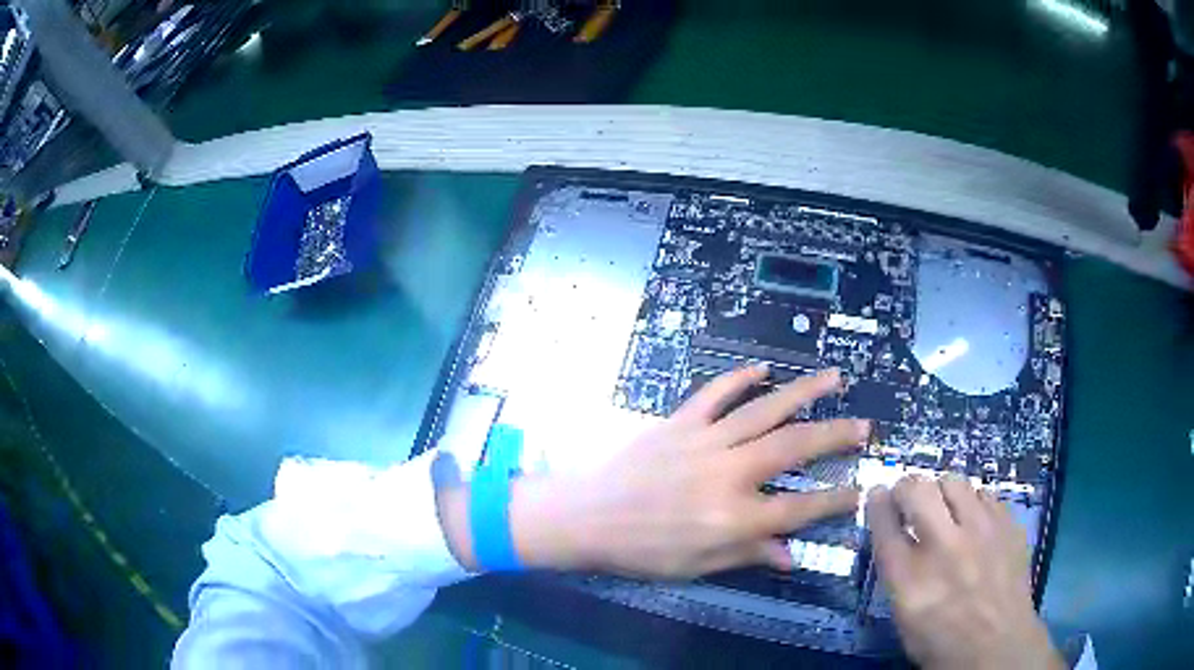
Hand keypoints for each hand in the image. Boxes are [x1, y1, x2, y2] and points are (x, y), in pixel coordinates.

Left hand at [439, 366, 866, 578]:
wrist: (585, 516)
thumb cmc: (641, 551)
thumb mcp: (696, 566)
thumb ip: (747, 555)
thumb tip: (792, 556)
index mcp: (733, 517)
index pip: (799, 508)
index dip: (835, 499)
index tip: (862, 488)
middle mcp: (728, 473)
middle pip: (794, 448)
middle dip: (835, 436)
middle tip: (864, 425)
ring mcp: (704, 441)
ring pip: (764, 410)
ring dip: (802, 392)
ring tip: (834, 378)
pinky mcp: (680, 422)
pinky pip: (716, 393)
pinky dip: (740, 378)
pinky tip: (763, 368)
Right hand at [866, 476, 1063, 669]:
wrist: (997, 645)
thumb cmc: (942, 641)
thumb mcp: (905, 617)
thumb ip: (898, 573)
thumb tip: (896, 537)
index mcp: (910, 579)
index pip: (884, 524)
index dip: (877, 503)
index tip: (877, 494)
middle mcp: (944, 547)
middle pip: (917, 490)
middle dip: (907, 488)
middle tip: (910, 498)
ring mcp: (981, 531)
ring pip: (954, 482)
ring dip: (943, 493)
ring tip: (947, 509)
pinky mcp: (1008, 524)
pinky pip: (985, 495)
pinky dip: (974, 504)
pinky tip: (976, 523)